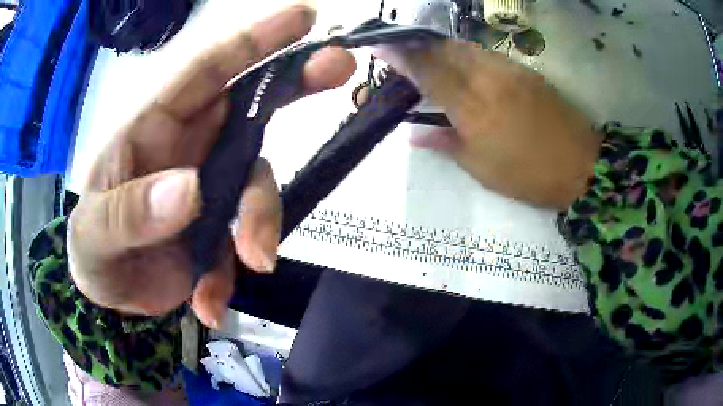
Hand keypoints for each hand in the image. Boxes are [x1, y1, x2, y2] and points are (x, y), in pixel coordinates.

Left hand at [67, 5, 354, 327]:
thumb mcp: (96, 233)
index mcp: (154, 127)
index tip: (304, 17)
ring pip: (257, 184)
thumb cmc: (91, 251)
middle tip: (342, 68)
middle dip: (297, 84)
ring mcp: (208, 188)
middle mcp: (189, 146)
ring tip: (250, 263)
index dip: (256, 39)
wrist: (107, 295)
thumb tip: (191, 190)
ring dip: (260, 223)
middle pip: (252, 106)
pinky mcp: (218, 230)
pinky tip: (209, 304)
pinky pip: (242, 242)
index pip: (208, 69)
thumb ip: (132, 211)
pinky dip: (229, 276)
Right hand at [378, 41, 601, 209]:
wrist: (581, 166)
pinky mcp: (525, 70)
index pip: (428, 73)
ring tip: (430, 56)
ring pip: (466, 47)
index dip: (401, 57)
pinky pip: (486, 53)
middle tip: (403, 50)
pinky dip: (467, 53)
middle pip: (445, 50)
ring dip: (442, 48)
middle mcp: (488, 80)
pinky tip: (464, 63)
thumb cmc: (529, 176)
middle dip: (419, 46)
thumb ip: (446, 144)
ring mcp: (509, 71)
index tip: (381, 45)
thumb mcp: (483, 170)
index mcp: (473, 110)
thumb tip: (414, 134)